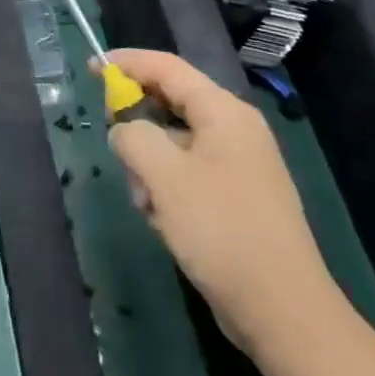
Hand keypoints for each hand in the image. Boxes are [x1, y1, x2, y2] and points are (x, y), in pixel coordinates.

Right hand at [105, 48, 341, 352]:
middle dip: (138, 126)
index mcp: (224, 112)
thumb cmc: (221, 231)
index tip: (90, 69)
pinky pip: (189, 174)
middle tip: (116, 149)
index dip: (126, 63)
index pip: (167, 67)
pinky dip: (168, 189)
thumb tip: (124, 131)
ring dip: (151, 167)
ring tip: (147, 203)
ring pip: (175, 144)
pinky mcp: (237, 198)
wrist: (283, 313)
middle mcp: (235, 130)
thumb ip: (133, 137)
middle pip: (171, 104)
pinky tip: (163, 222)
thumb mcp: (164, 176)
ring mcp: (239, 165)